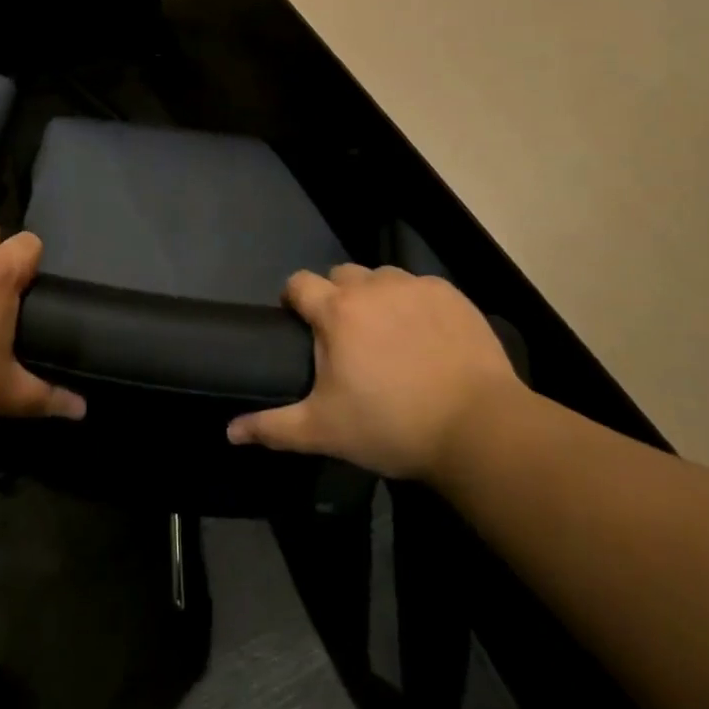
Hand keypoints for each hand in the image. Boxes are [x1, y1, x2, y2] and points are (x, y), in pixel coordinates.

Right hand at [227, 264, 522, 480]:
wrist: (478, 428)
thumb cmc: (391, 426)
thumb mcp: (325, 431)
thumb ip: (274, 427)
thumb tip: (230, 432)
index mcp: (336, 312)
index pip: (299, 283)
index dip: (294, 299)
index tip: (300, 324)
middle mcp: (371, 286)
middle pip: (340, 276)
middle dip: (336, 298)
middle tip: (346, 338)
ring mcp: (414, 286)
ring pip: (381, 277)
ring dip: (376, 297)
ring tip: (389, 335)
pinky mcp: (450, 294)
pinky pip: (420, 287)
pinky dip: (415, 304)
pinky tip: (427, 337)